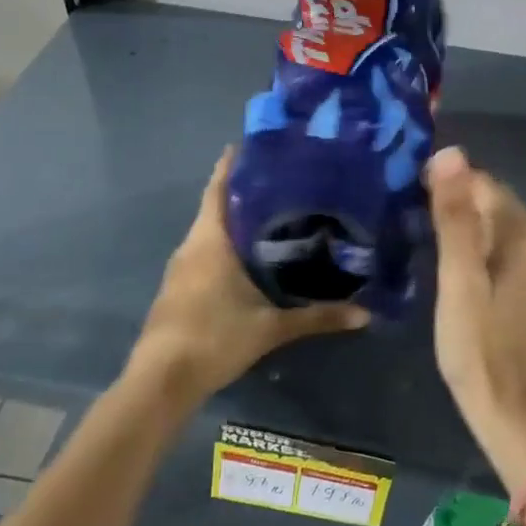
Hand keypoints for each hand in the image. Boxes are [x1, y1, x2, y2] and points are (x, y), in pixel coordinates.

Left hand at [128, 149, 368, 407]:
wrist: (161, 380)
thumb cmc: (214, 338)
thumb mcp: (271, 328)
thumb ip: (317, 317)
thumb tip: (364, 314)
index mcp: (210, 241)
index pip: (219, 189)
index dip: (232, 165)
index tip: (254, 145)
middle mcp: (192, 246)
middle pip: (216, 208)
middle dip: (244, 193)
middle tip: (282, 182)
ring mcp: (180, 269)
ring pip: (210, 233)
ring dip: (235, 222)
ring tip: (273, 215)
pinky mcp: (178, 290)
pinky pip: (204, 255)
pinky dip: (225, 247)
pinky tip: (249, 259)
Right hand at [427, 146, 525, 442]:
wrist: (505, 407)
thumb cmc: (476, 342)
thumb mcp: (458, 276)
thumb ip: (455, 216)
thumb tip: (451, 152)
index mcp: (523, 236)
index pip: (484, 183)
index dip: (448, 180)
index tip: (409, 190)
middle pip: (492, 201)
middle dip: (455, 196)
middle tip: (409, 208)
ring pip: (494, 224)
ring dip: (461, 219)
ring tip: (420, 228)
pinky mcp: (525, 288)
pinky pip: (497, 247)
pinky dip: (472, 242)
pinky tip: (446, 258)